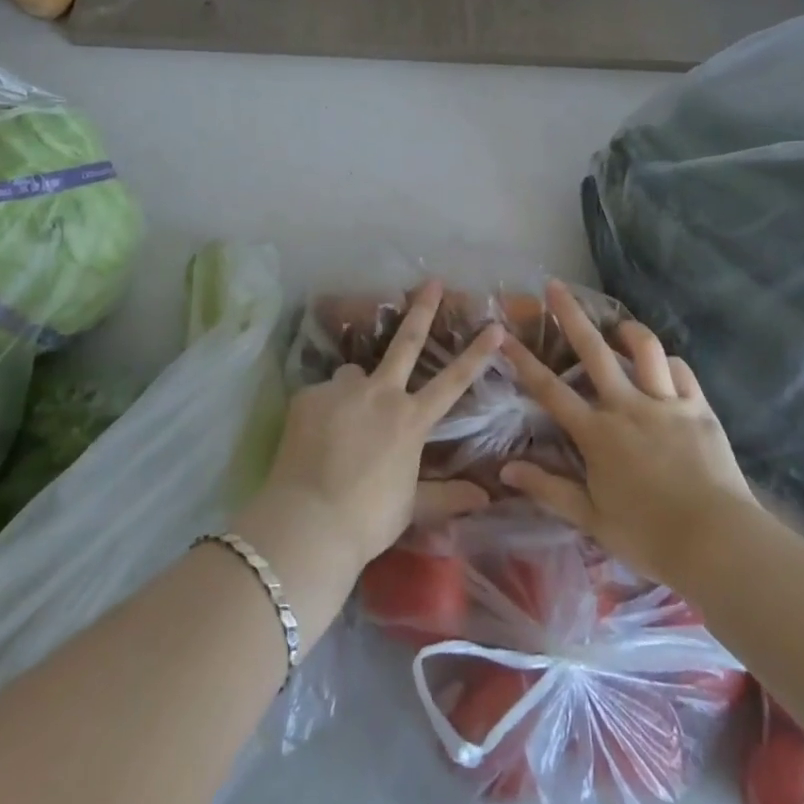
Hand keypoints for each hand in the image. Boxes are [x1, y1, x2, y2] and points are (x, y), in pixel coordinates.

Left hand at [244, 281, 503, 575]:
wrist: (308, 522)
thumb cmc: (368, 519)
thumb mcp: (411, 507)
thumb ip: (447, 495)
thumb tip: (486, 497)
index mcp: (410, 420)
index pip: (452, 382)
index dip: (476, 353)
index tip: (495, 326)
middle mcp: (380, 393)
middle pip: (406, 343)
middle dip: (422, 309)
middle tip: (431, 281)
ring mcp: (342, 390)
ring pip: (353, 374)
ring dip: (354, 388)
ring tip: (342, 421)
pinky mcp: (309, 395)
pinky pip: (321, 396)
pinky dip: (322, 411)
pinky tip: (314, 438)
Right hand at [499, 280, 758, 591]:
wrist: (718, 543)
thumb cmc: (649, 537)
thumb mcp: (592, 519)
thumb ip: (549, 489)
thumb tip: (506, 470)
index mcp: (597, 433)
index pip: (550, 390)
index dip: (524, 361)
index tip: (503, 335)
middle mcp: (628, 406)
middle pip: (594, 351)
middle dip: (571, 315)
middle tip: (555, 286)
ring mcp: (666, 403)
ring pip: (645, 349)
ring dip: (628, 330)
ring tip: (618, 325)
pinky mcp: (699, 408)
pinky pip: (682, 371)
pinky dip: (669, 363)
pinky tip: (663, 366)